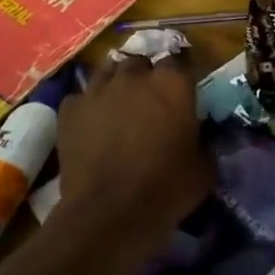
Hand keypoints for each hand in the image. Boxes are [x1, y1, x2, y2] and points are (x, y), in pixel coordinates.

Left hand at [54, 52, 212, 250]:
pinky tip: (92, 124)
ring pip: (108, 71)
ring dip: (116, 84)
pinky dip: (88, 106)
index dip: (179, 77)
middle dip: (145, 76)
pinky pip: (81, 97)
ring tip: (119, 105)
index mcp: (173, 83)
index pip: (179, 60)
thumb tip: (200, 133)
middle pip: (141, 62)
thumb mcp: (204, 166)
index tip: (181, 94)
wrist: (108, 214)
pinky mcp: (69, 110)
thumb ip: (204, 139)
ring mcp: (98, 90)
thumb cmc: (165, 188)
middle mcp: (135, 76)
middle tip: (150, 102)